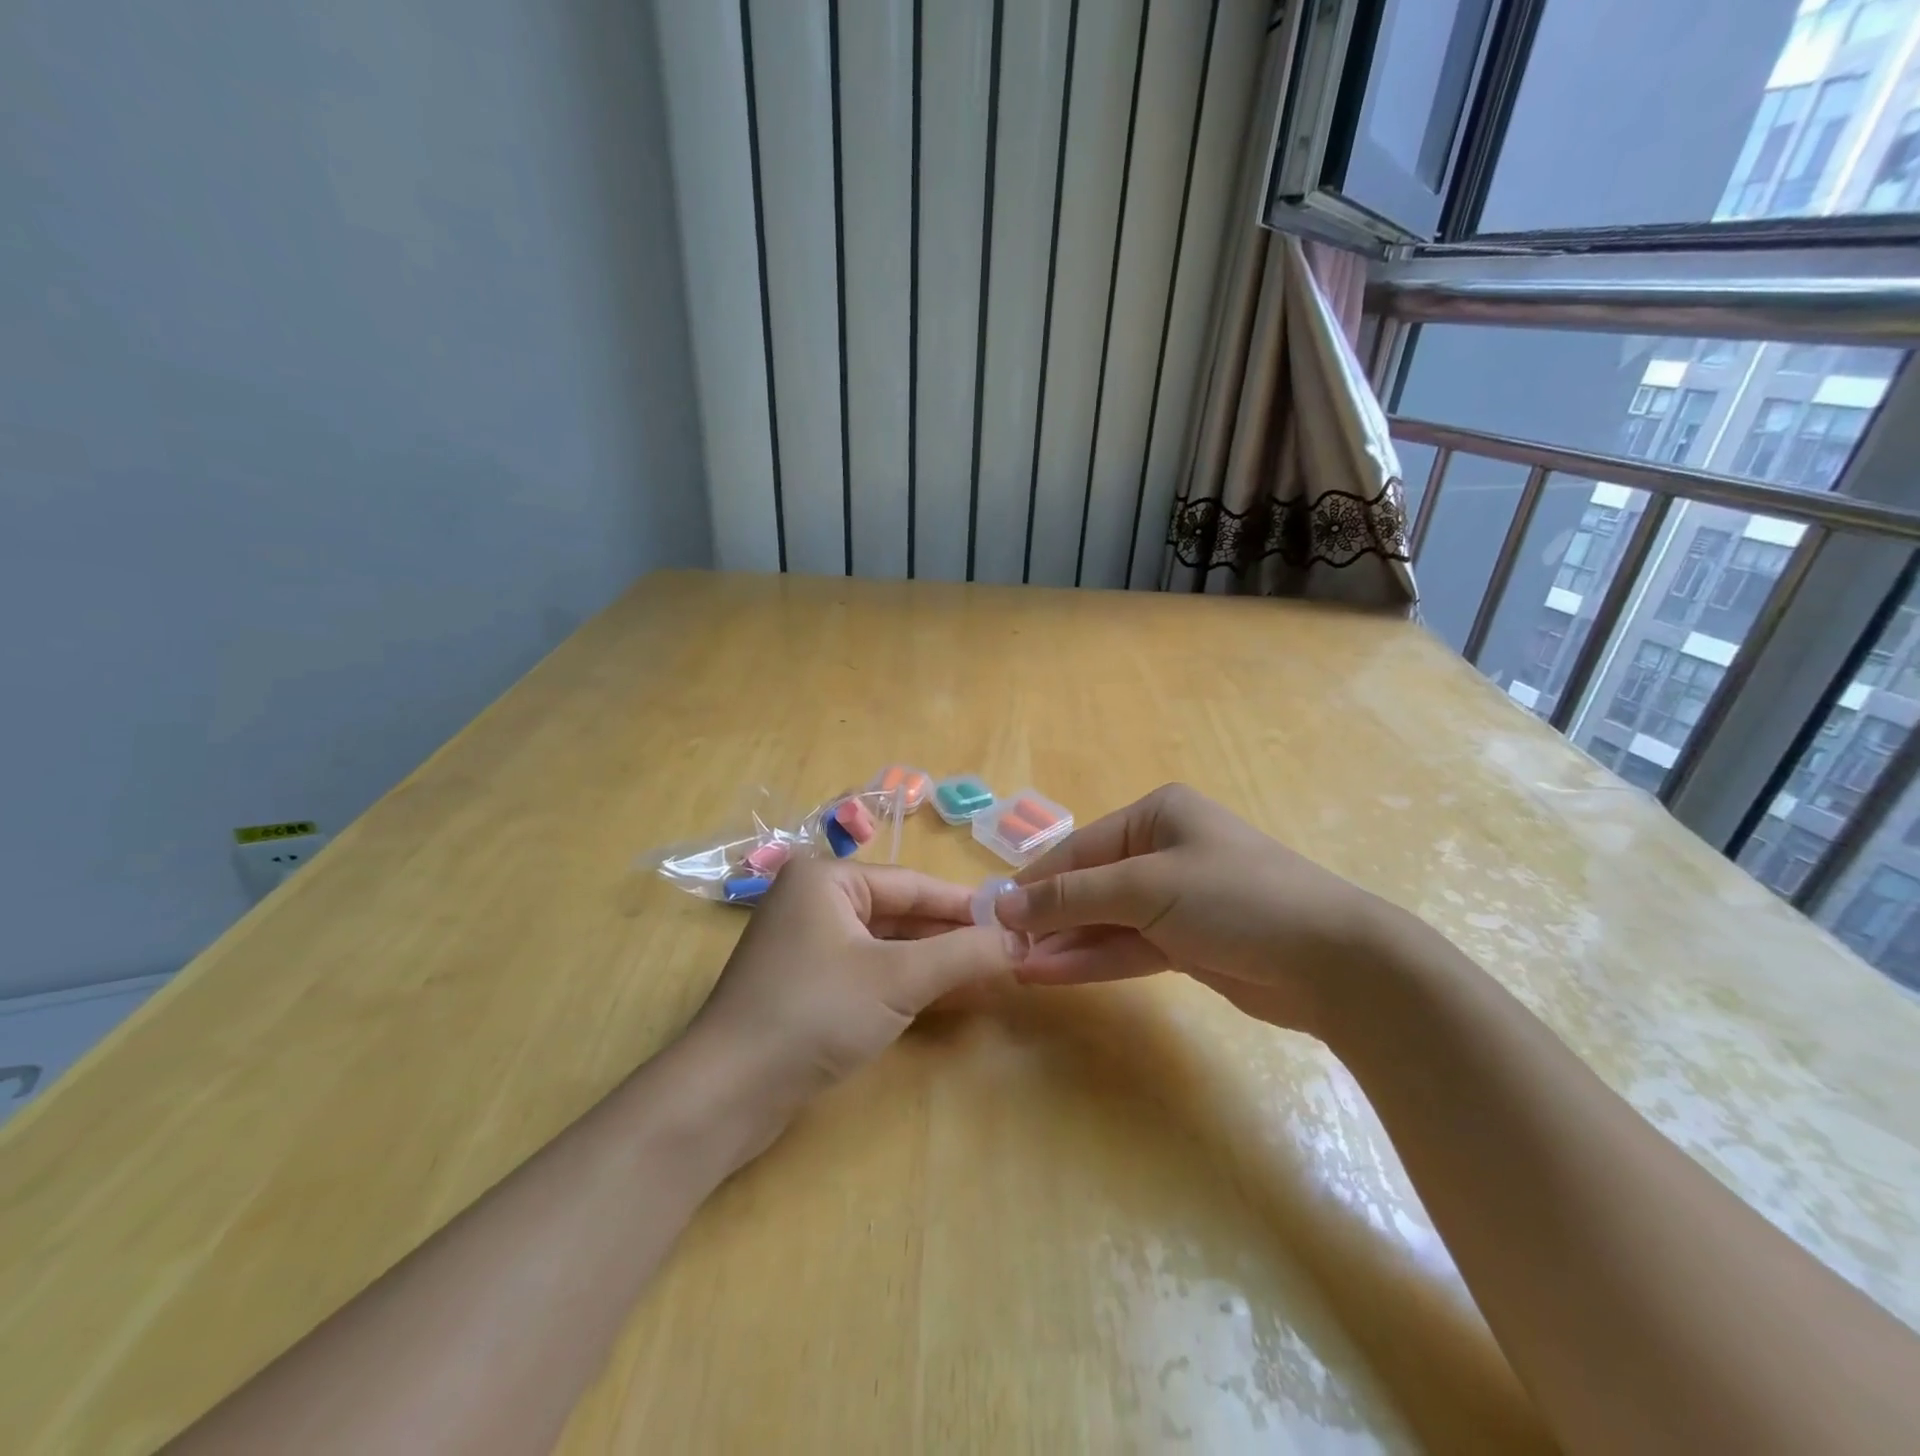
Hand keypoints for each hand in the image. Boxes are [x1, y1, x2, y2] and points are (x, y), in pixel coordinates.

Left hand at [688, 856, 1027, 1116]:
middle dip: (951, 938)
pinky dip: (904, 983)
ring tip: (987, 977)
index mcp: (827, 878)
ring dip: (933, 963)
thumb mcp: (898, 979)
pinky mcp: (805, 983)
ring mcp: (806, 943)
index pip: (914, 884)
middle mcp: (814, 899)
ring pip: (885, 945)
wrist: (726, 1094)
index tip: (1015, 922)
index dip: (966, 906)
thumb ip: (963, 955)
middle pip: (900, 913)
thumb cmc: (814, 1013)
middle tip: (1007, 954)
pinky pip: (867, 971)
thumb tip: (1022, 938)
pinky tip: (944, 997)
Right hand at [993, 783, 1404, 1036]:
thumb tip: (1005, 902)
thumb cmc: (1234, 897)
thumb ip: (1072, 896)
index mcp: (1157, 815)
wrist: (1332, 961)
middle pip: (1091, 885)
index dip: (1036, 881)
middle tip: (1005, 947)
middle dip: (1050, 917)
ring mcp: (1176, 899)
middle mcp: (1164, 850)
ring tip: (1019, 966)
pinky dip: (1095, 960)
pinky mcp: (1187, 942)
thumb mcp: (1145, 887)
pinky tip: (1053, 974)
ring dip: (1066, 943)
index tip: (995, 911)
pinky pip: (1129, 946)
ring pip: (1106, 920)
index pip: (1080, 848)